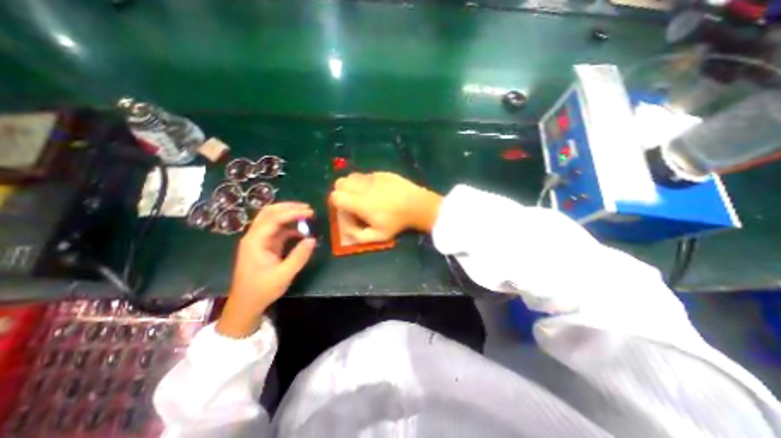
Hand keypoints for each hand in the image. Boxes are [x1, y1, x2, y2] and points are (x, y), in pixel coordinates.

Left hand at [214, 203, 315, 337]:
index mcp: (255, 242)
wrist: (246, 304)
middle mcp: (255, 236)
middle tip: (307, 208)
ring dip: (289, 214)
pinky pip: (277, 230)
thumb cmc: (262, 290)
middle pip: (269, 213)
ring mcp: (259, 240)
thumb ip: (299, 256)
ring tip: (306, 214)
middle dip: (289, 207)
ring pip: (272, 219)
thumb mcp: (284, 275)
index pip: (274, 219)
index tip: (310, 212)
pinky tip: (301, 230)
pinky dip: (290, 226)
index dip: (292, 213)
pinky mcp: (265, 245)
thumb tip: (312, 239)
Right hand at [328, 171, 440, 239]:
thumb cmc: (397, 222)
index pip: (335, 196)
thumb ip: (357, 235)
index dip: (336, 203)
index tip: (346, 210)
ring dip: (352, 185)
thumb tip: (346, 228)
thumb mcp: (378, 236)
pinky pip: (366, 175)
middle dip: (341, 192)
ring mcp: (372, 177)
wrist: (417, 205)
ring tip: (363, 195)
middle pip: (339, 183)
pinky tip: (377, 190)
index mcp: (359, 203)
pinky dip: (365, 182)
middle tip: (352, 201)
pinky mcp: (382, 173)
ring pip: (352, 176)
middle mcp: (362, 187)